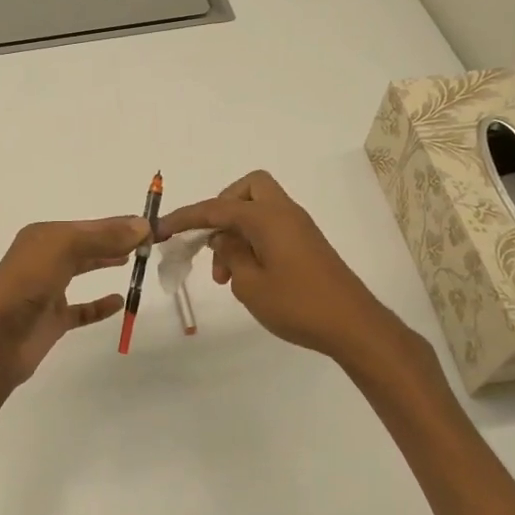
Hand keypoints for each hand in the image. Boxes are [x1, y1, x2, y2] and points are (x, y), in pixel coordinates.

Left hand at [0, 217, 148, 389]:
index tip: (153, 226)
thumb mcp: (63, 249)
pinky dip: (100, 305)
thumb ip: (102, 236)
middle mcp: (44, 258)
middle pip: (87, 244)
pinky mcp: (53, 320)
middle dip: (116, 240)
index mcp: (44, 236)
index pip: (91, 225)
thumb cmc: (25, 286)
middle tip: (150, 242)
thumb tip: (142, 225)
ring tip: (135, 259)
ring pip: (83, 270)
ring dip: (106, 262)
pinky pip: (82, 309)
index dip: (120, 224)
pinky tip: (119, 301)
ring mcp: (48, 290)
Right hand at [156, 171, 400, 360]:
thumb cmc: (298, 305)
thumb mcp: (250, 284)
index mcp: (267, 217)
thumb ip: (230, 255)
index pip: (217, 207)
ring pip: (259, 209)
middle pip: (248, 188)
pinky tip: (245, 276)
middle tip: (211, 240)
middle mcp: (284, 213)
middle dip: (222, 207)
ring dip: (235, 231)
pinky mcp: (306, 244)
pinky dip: (252, 240)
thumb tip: (223, 238)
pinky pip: (271, 227)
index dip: (186, 217)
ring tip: (223, 275)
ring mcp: (298, 228)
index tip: (161, 229)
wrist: (354, 326)